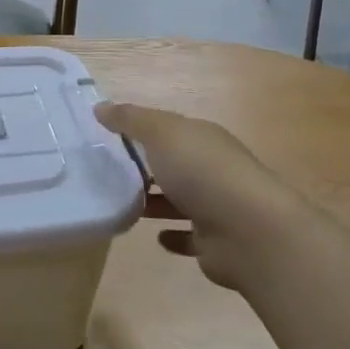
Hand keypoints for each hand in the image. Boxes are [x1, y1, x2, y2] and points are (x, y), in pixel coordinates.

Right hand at [94, 101, 279, 289]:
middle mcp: (213, 169)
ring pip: (181, 200)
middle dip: (149, 166)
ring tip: (124, 204)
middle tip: (109, 172)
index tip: (109, 136)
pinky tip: (155, 236)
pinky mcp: (215, 242)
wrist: (249, 232)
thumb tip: (100, 106)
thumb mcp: (161, 134)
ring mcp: (217, 206)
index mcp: (203, 138)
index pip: (170, 128)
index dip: (142, 129)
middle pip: (176, 163)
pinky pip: (189, 236)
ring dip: (157, 201)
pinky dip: (173, 236)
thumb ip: (130, 120)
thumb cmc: (202, 172)